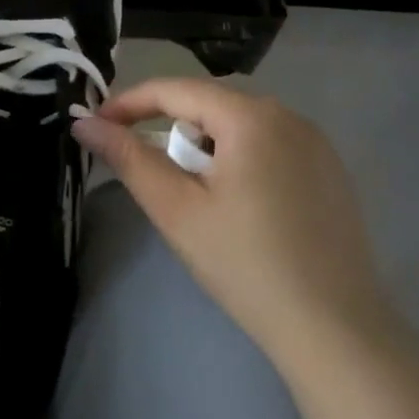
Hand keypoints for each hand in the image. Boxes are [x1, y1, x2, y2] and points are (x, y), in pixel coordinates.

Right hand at [70, 79, 387, 365]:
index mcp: (252, 117)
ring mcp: (317, 144)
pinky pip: (269, 146)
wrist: (334, 328)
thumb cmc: (245, 264)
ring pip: (240, 126)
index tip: (96, 126)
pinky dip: (237, 159)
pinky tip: (236, 204)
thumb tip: (85, 124)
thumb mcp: (176, 209)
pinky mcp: (330, 172)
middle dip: (168, 126)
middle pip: (210, 104)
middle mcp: (289, 116)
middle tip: (143, 167)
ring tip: (189, 191)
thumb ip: (129, 158)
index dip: (129, 103)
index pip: (175, 89)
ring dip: (203, 145)